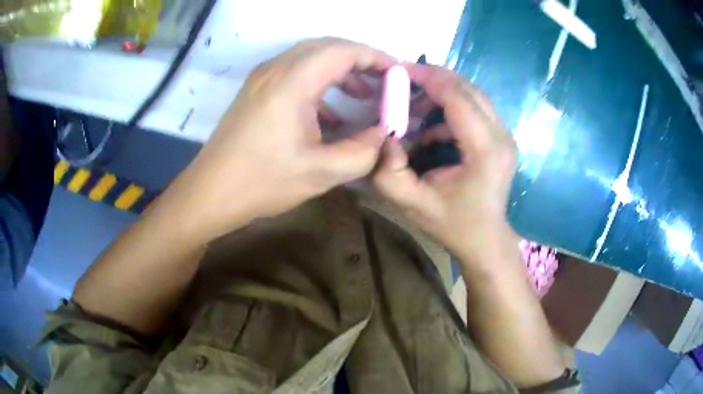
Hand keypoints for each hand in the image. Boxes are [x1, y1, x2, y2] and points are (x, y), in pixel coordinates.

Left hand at [158, 38, 393, 242]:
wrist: (211, 192)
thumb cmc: (263, 182)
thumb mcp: (322, 172)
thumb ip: (363, 151)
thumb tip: (384, 134)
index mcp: (293, 81)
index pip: (343, 50)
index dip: (376, 57)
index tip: (397, 74)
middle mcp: (275, 68)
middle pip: (327, 47)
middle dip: (360, 60)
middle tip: (383, 83)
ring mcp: (262, 77)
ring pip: (310, 57)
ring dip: (340, 70)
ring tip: (363, 95)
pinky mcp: (255, 90)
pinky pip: (294, 72)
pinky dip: (319, 81)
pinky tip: (331, 111)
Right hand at [373, 64, 517, 262]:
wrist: (486, 240)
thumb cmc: (453, 225)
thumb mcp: (413, 204)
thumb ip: (389, 172)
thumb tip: (382, 135)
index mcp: (485, 150)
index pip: (458, 97)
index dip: (428, 78)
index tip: (399, 71)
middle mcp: (501, 136)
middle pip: (468, 88)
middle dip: (433, 79)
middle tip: (402, 82)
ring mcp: (505, 136)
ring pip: (472, 95)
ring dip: (441, 94)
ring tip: (412, 108)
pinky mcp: (501, 138)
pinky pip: (475, 110)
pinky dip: (449, 110)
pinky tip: (430, 130)